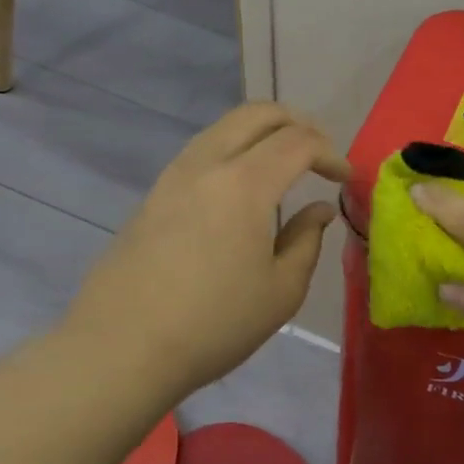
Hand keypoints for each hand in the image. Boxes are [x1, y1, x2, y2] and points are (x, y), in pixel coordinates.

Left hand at [60, 103, 349, 400]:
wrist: (119, 349)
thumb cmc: (213, 325)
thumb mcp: (281, 291)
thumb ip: (307, 240)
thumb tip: (318, 210)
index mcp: (245, 184)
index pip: (298, 142)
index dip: (330, 153)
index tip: (344, 179)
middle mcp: (207, 164)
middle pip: (258, 113)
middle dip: (298, 123)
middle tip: (319, 154)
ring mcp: (173, 176)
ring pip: (225, 126)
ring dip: (263, 133)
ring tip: (284, 166)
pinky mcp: (153, 194)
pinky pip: (203, 150)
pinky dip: (235, 151)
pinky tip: (243, 187)